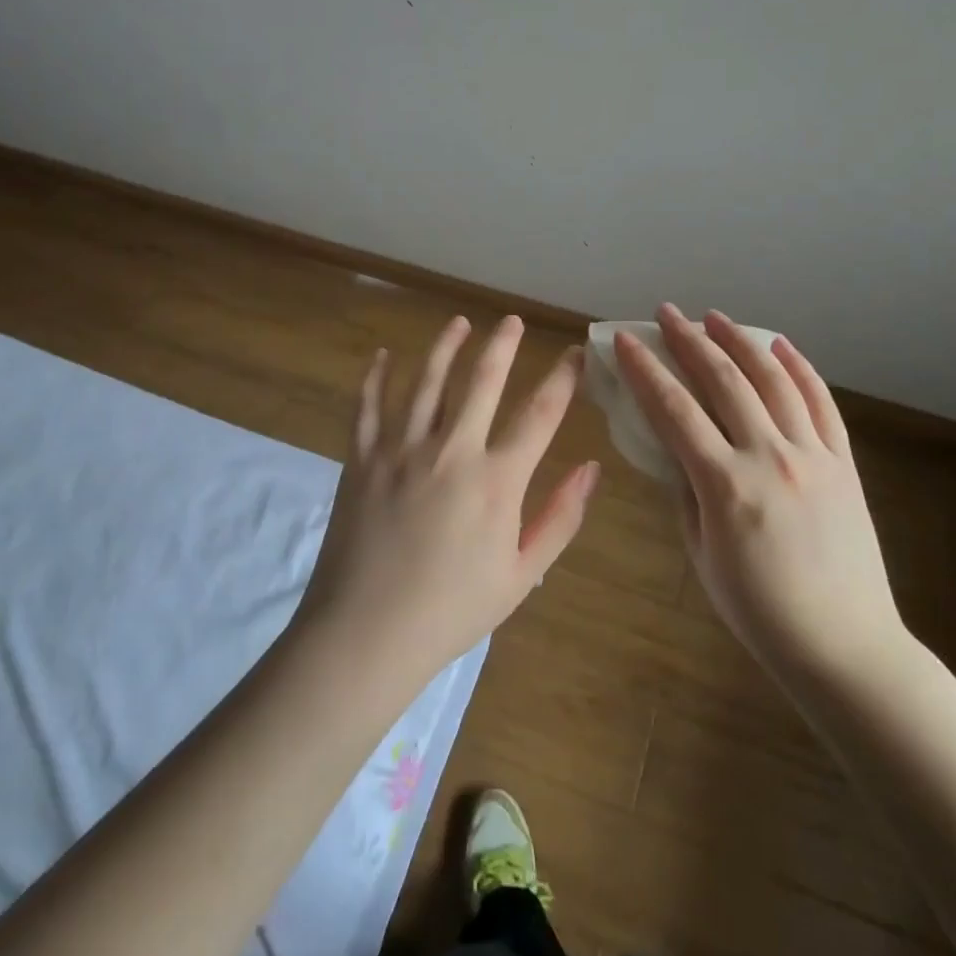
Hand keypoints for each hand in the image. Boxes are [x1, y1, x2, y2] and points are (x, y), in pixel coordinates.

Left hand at [293, 315, 598, 692]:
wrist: (366, 634)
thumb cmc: (452, 611)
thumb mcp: (522, 575)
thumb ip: (560, 518)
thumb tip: (592, 468)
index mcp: (496, 480)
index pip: (540, 414)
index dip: (563, 378)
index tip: (575, 353)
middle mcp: (451, 451)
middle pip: (482, 380)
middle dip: (501, 345)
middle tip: (510, 320)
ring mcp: (401, 450)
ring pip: (427, 381)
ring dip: (445, 347)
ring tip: (459, 323)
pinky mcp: (362, 458)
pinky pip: (369, 406)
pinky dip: (376, 377)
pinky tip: (383, 356)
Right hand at [614, 305, 900, 680]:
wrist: (844, 647)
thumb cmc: (759, 611)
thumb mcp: (702, 554)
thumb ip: (686, 492)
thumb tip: (677, 449)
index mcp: (726, 486)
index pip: (674, 410)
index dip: (645, 371)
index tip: (627, 341)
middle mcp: (771, 458)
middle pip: (724, 381)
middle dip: (690, 340)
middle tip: (667, 313)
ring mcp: (814, 456)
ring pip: (774, 380)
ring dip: (741, 341)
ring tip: (716, 317)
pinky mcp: (844, 464)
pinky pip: (821, 404)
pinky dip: (799, 369)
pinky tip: (780, 346)